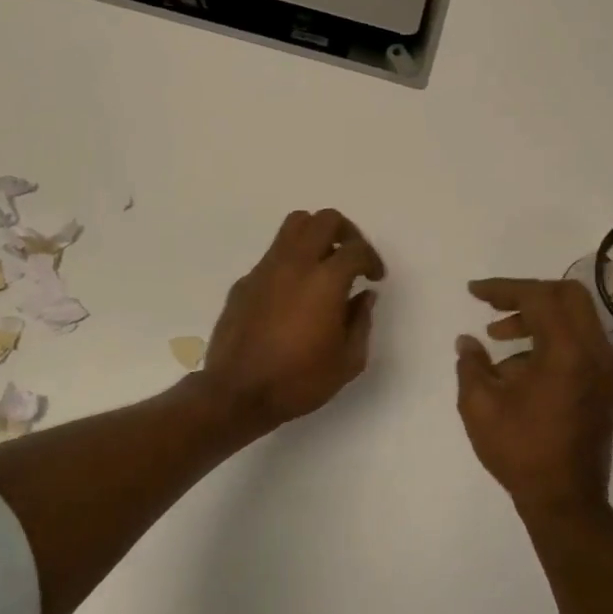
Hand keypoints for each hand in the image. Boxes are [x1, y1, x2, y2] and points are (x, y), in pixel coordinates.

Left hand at [201, 209, 384, 433]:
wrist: (237, 393)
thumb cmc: (298, 381)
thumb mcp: (347, 361)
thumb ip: (361, 322)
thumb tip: (364, 297)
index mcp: (325, 281)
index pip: (356, 249)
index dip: (372, 259)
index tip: (375, 278)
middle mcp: (294, 264)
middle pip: (324, 220)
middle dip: (346, 232)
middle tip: (353, 257)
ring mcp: (265, 269)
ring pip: (293, 226)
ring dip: (315, 235)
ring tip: (324, 264)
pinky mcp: (244, 282)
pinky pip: (273, 255)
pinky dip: (291, 261)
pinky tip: (293, 293)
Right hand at [456, 278, 612, 520]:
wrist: (566, 501)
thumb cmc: (520, 451)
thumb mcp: (480, 406)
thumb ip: (471, 364)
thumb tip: (467, 341)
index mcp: (567, 352)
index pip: (539, 297)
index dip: (504, 288)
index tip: (474, 292)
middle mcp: (595, 353)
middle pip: (568, 296)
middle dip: (527, 294)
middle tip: (494, 306)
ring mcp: (606, 370)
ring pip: (576, 319)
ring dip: (538, 318)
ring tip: (498, 337)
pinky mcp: (605, 386)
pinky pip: (580, 343)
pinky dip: (552, 339)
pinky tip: (519, 367)